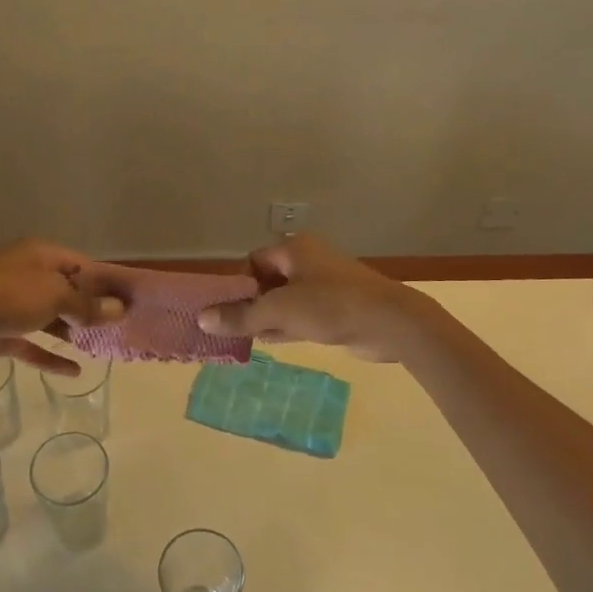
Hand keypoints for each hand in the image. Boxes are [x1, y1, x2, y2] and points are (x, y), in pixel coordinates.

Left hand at [0, 239, 124, 375]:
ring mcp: (15, 306)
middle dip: (93, 309)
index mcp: (42, 256)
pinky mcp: (3, 333)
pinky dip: (51, 356)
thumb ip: (86, 305)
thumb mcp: (53, 295)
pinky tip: (74, 371)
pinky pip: (33, 345)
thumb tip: (119, 309)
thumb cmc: (4, 295)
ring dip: (75, 332)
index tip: (132, 303)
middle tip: (124, 328)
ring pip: (53, 318)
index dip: (107, 284)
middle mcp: (30, 277)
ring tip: (106, 347)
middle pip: (69, 292)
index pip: (84, 266)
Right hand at [196, 234, 424, 359]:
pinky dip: (285, 326)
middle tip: (232, 328)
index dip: (238, 284)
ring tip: (245, 339)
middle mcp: (308, 261)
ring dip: (266, 318)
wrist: (391, 323)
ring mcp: (324, 285)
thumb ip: (241, 316)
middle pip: (267, 281)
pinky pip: (302, 314)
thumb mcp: (280, 311)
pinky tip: (269, 342)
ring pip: (284, 300)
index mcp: (294, 249)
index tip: (227, 310)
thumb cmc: (331, 306)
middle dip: (250, 304)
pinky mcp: (336, 308)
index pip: (253, 261)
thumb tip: (202, 318)